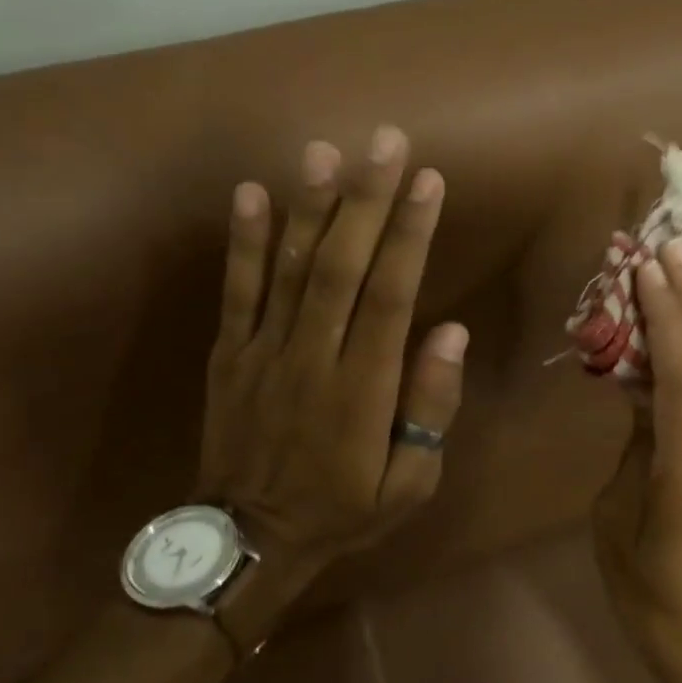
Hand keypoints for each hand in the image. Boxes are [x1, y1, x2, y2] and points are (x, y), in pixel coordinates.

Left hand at [198, 128, 467, 643]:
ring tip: (324, 151)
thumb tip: (452, 333)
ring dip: (308, 206)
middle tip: (385, 141)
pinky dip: (243, 242)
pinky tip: (250, 193)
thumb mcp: (408, 484)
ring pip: (288, 269)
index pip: (391, 296)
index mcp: (362, 389)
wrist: (247, 540)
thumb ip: (430, 409)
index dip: (410, 236)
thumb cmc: (342, 511)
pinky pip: (236, 293)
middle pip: (340, 267)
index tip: (428, 182)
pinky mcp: (229, 355)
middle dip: (366, 200)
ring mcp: (264, 352)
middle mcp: (313, 358)